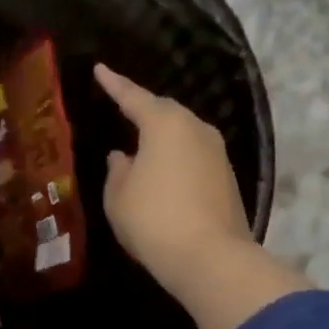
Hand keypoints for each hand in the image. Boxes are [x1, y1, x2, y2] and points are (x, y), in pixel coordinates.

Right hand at [94, 63, 311, 328]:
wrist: (212, 259)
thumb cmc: (154, 220)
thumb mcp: (118, 196)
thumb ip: (117, 170)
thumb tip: (124, 157)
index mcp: (164, 124)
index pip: (133, 96)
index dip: (114, 84)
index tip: (100, 69)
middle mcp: (195, 129)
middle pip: (164, 111)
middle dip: (142, 108)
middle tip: (122, 107)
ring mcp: (217, 152)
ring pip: (183, 133)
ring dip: (162, 135)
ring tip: (141, 141)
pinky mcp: (227, 177)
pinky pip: (194, 154)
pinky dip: (176, 156)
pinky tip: (164, 170)